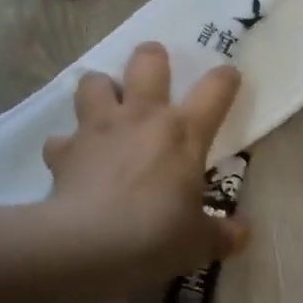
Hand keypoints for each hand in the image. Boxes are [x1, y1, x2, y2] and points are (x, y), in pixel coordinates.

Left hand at [44, 43, 249, 285]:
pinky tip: (72, 158)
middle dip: (151, 57)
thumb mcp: (200, 242)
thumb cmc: (156, 236)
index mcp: (184, 133)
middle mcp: (142, 118)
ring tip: (106, 105)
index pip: (215, 90)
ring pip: (94, 82)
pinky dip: (66, 146)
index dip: (225, 79)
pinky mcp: (64, 151)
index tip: (229, 76)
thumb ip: (223, 234)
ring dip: (101, 89)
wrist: (88, 245)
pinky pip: (61, 139)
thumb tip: (242, 233)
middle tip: (154, 67)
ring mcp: (98, 129)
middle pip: (147, 63)